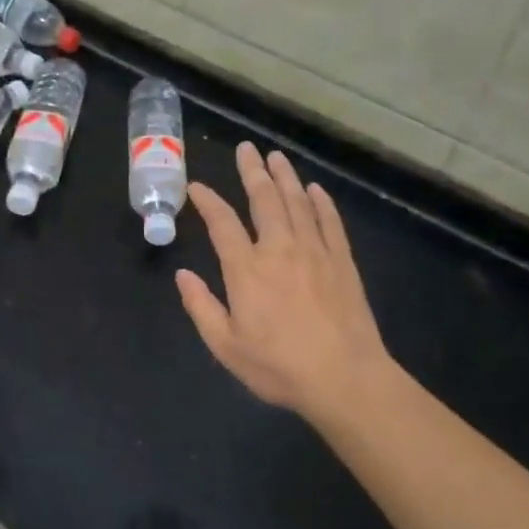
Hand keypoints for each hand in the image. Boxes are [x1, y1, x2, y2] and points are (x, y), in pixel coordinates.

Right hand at [175, 141, 400, 421]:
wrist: (345, 379)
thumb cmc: (279, 366)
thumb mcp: (226, 346)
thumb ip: (201, 307)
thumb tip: (183, 275)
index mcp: (247, 269)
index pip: (222, 223)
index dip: (208, 201)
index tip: (197, 186)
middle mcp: (279, 249)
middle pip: (264, 200)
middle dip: (252, 172)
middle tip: (246, 148)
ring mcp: (314, 252)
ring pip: (297, 203)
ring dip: (285, 177)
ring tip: (276, 157)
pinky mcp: (342, 262)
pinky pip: (330, 222)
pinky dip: (321, 203)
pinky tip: (315, 189)